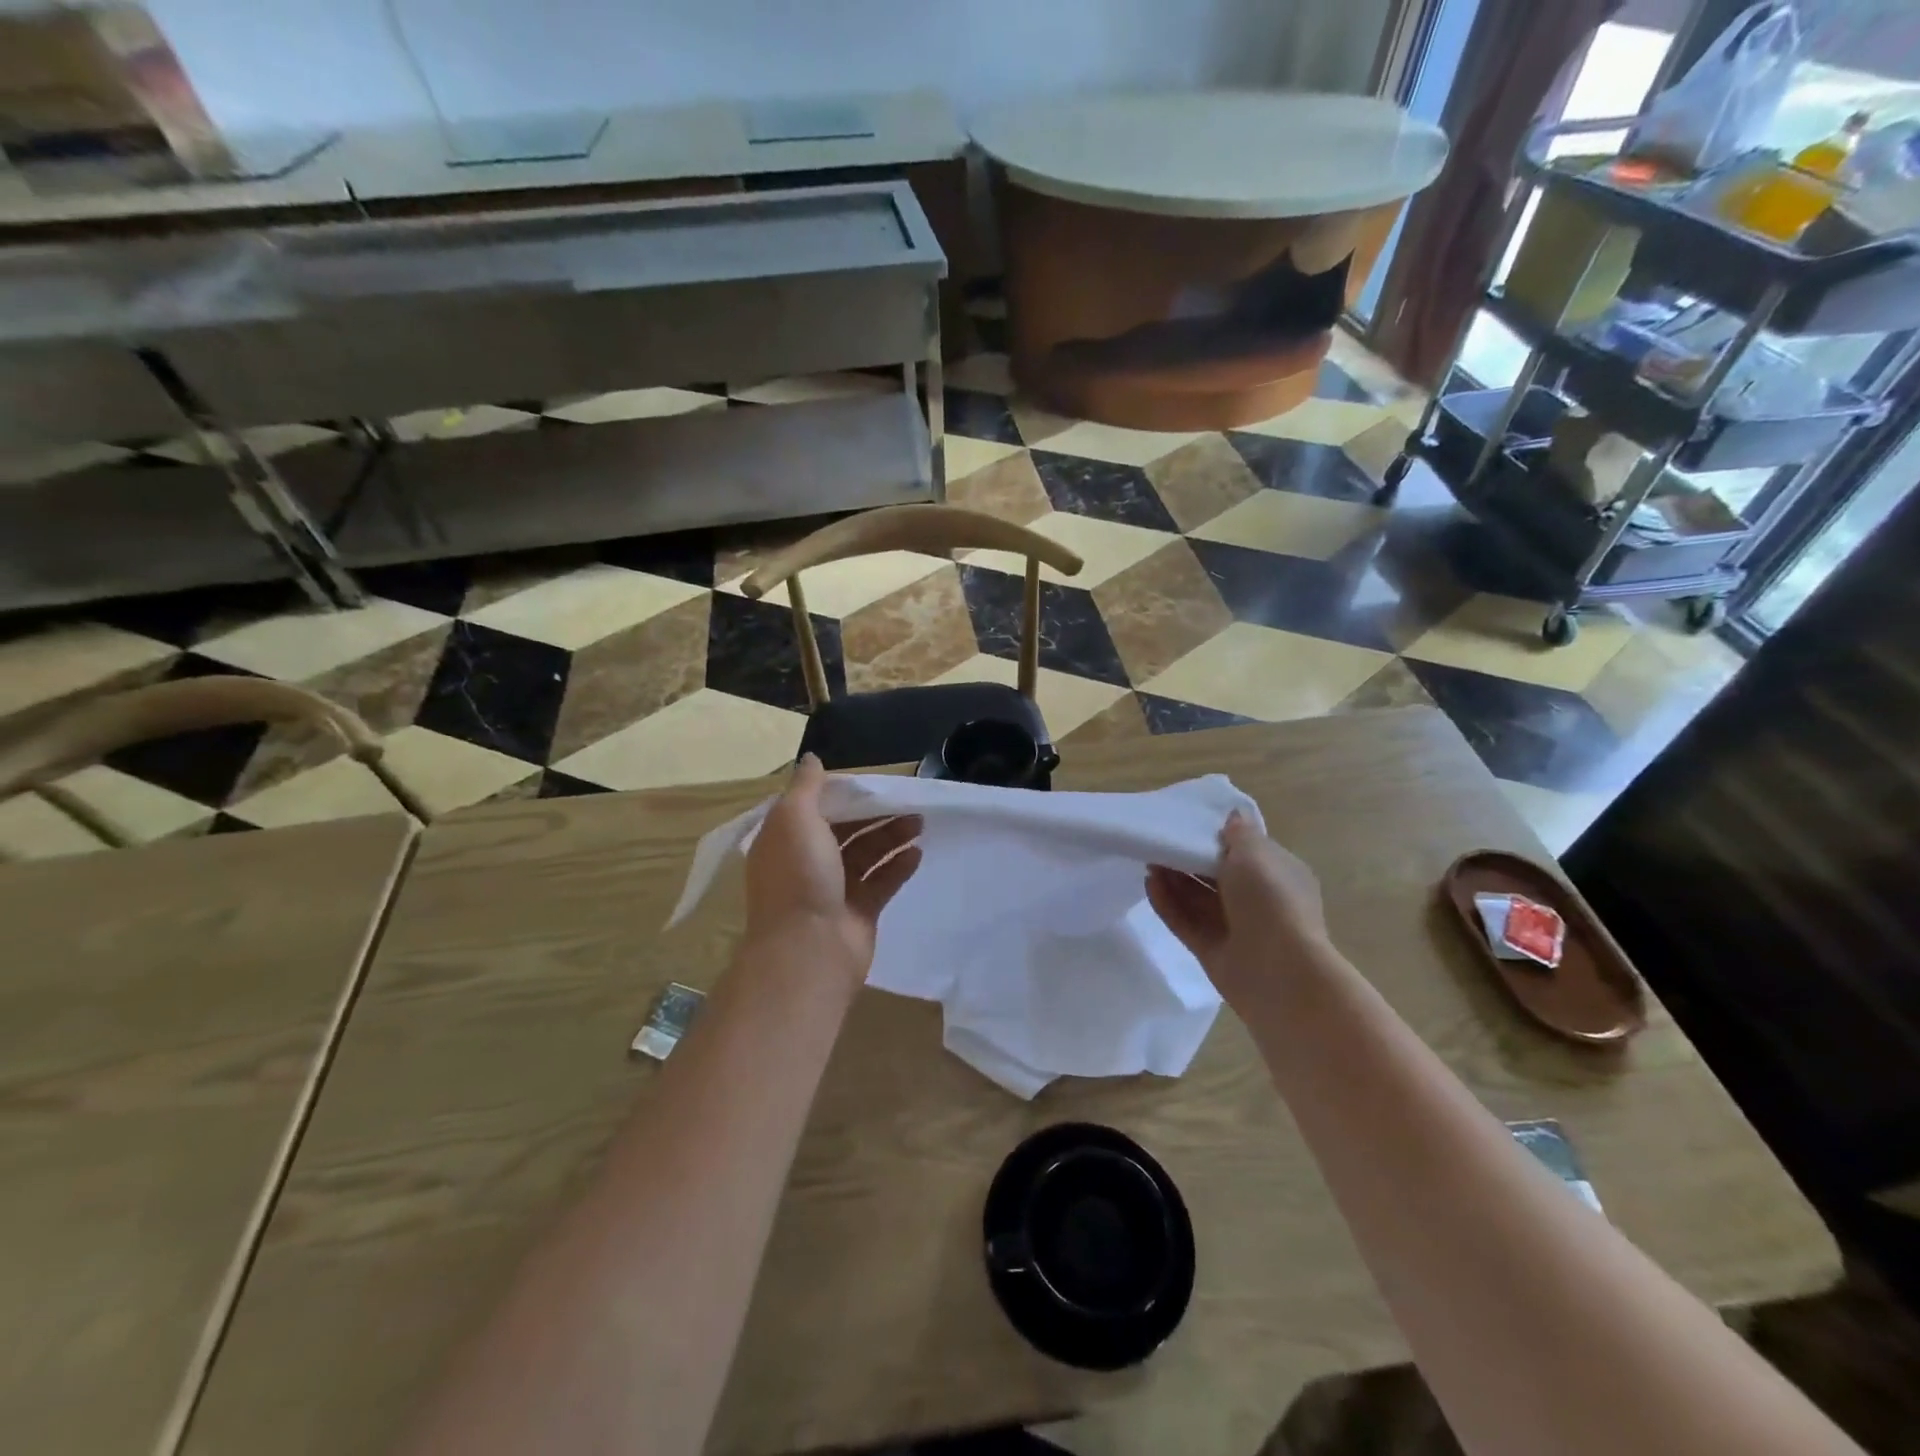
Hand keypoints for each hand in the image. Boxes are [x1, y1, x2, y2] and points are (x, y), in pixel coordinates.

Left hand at [743, 754, 922, 985]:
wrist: (810, 949)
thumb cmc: (799, 876)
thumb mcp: (795, 819)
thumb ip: (806, 787)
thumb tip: (811, 759)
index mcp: (785, 840)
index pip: (814, 809)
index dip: (841, 795)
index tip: (871, 782)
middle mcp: (806, 863)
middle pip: (845, 831)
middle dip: (874, 815)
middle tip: (907, 801)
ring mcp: (834, 890)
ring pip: (866, 855)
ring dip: (891, 836)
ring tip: (920, 822)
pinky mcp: (859, 912)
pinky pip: (881, 882)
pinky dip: (898, 867)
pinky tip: (918, 853)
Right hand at [1145, 810, 1329, 1009]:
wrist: (1279, 971)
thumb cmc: (1270, 901)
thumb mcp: (1256, 854)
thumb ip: (1239, 834)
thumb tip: (1233, 817)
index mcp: (1278, 874)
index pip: (1246, 851)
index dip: (1218, 838)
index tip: (1189, 824)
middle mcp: (1258, 900)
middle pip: (1217, 875)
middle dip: (1188, 859)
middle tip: (1159, 842)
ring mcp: (1235, 928)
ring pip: (1198, 899)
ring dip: (1174, 880)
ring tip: (1147, 860)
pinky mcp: (1212, 950)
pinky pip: (1185, 922)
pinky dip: (1168, 904)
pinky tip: (1149, 885)